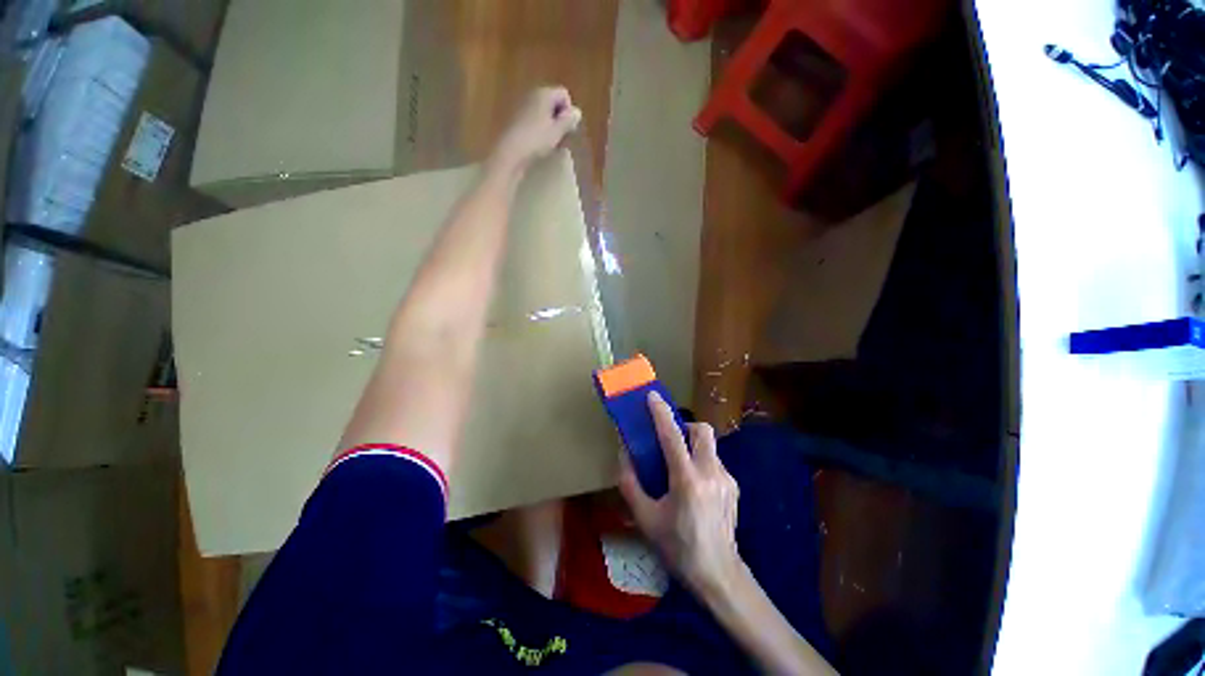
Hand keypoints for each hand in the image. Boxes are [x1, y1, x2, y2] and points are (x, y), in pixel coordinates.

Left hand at [488, 86, 581, 175]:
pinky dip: (538, 127)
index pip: (564, 94)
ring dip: (549, 124)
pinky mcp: (515, 118)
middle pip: (553, 101)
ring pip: (543, 110)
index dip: (568, 111)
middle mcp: (532, 94)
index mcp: (544, 93)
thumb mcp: (557, 132)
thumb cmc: (536, 140)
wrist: (510, 152)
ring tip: (549, 141)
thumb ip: (568, 120)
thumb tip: (577, 112)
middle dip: (559, 117)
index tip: (567, 128)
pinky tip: (537, 142)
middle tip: (560, 136)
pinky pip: (533, 118)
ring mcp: (522, 105)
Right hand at [618, 392, 743, 594]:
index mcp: (687, 481)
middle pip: (702, 430)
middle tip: (671, 439)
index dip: (661, 413)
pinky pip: (715, 461)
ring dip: (693, 445)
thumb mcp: (645, 518)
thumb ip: (630, 484)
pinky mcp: (734, 486)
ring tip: (681, 466)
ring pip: (710, 445)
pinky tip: (695, 486)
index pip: (672, 436)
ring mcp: (727, 479)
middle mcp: (710, 473)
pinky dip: (701, 462)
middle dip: (685, 426)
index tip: (652, 396)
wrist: (718, 574)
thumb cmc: (677, 547)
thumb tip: (624, 455)